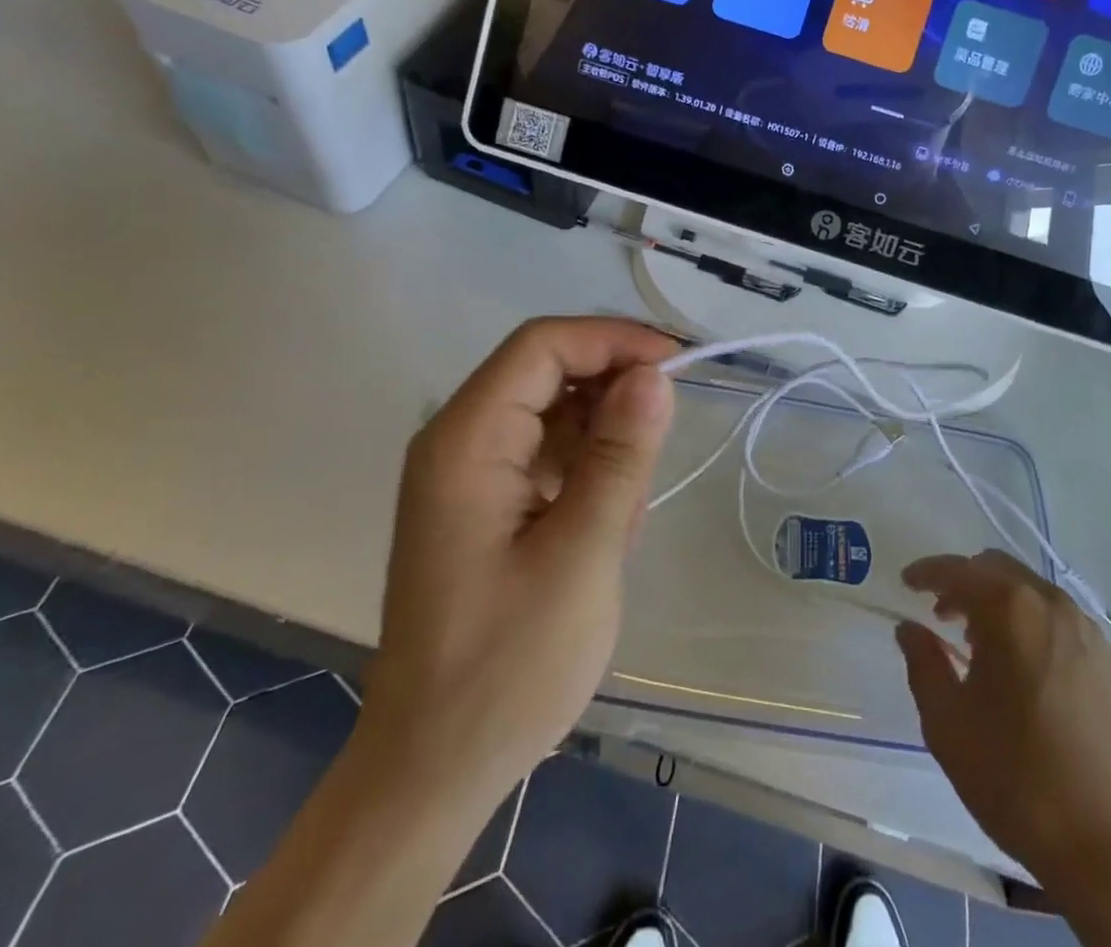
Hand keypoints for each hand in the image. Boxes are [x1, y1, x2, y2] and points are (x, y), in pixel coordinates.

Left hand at [356, 317, 678, 810]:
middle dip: (613, 392)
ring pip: (555, 414)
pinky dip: (589, 474)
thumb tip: (655, 375)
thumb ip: (619, 457)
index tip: (676, 364)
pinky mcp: (485, 504)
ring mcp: (470, 473)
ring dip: (605, 443)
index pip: (542, 346)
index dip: (612, 340)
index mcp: (466, 441)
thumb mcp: (582, 555)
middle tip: (662, 442)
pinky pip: (548, 455)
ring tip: (628, 512)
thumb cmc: (507, 667)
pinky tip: (609, 528)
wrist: (434, 770)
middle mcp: (459, 441)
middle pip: (547, 372)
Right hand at [896, 550, 1110, 889]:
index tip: (906, 583)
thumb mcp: (948, 725)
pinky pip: (1059, 621)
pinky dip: (1031, 625)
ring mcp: (1088, 631)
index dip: (927, 572)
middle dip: (964, 584)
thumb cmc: (1018, 779)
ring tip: (979, 645)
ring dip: (999, 603)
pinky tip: (1023, 670)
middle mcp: (1052, 605)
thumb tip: (911, 629)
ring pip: (1031, 592)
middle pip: (997, 570)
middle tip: (941, 615)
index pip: (958, 571)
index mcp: (1011, 610)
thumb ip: (923, 664)